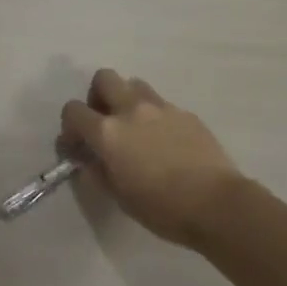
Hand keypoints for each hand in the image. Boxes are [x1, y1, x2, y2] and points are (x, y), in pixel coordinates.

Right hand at [60, 70, 240, 246]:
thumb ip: (97, 173)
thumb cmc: (162, 207)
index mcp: (108, 132)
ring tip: (135, 128)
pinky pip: (162, 104)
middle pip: (104, 78)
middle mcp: (131, 109)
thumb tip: (89, 161)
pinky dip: (155, 116)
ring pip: (134, 84)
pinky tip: (165, 142)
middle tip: (104, 122)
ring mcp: (161, 107)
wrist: (217, 204)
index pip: (73, 110)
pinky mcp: (186, 113)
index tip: (76, 145)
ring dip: (127, 99)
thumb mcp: (119, 197)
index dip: (69, 126)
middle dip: (97, 96)